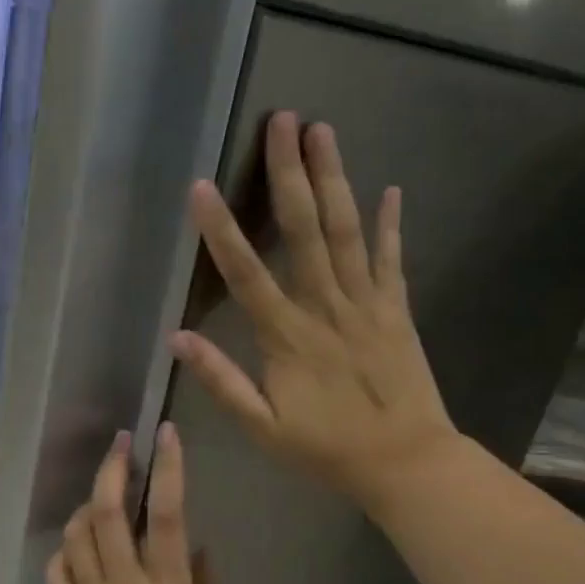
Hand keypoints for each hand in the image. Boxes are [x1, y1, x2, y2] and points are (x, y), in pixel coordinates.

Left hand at [45, 423, 220, 583]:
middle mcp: (126, 583)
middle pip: (110, 511)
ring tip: (99, 495)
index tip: (165, 434)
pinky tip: (72, 548)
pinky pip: (55, 574)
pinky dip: (62, 552)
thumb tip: (198, 551)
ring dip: (86, 505)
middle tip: (119, 444)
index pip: (170, 513)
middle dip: (113, 469)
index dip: (168, 467)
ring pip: (77, 535)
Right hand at [170, 110, 460, 513]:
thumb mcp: (262, 428)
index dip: (222, 230)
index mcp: (287, 337)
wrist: (406, 463)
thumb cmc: (326, 449)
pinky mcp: (396, 310)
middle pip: (305, 231)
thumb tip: (178, 338)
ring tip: (322, 131)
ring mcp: (367, 304)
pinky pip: (392, 260)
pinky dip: (390, 224)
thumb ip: (221, 381)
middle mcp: (326, 308)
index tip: (202, 186)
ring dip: (334, 179)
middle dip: (290, 174)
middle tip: (282, 121)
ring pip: (347, 232)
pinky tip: (390, 188)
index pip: (246, 274)